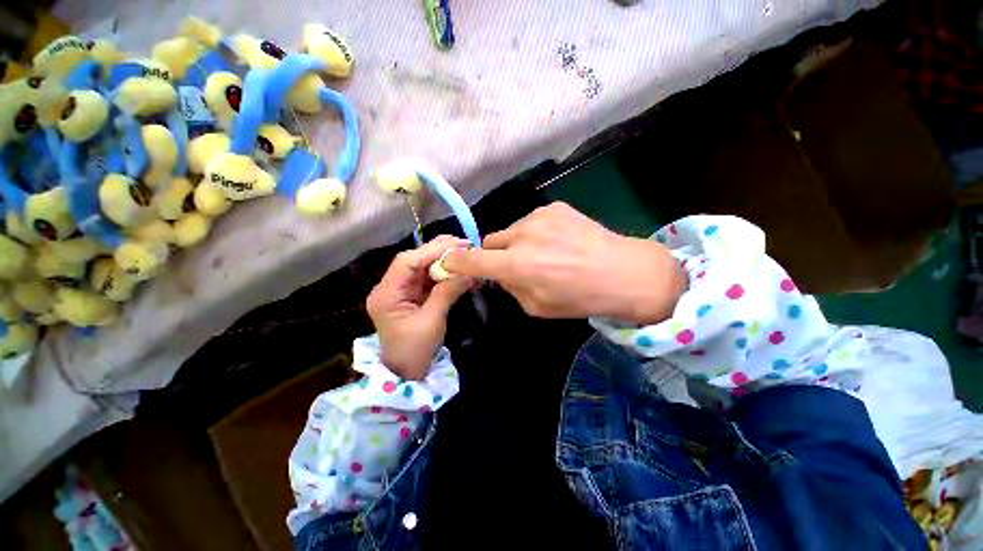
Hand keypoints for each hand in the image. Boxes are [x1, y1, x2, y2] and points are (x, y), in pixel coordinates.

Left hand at [367, 236, 471, 379]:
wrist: (407, 372)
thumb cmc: (415, 350)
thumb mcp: (432, 321)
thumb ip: (447, 293)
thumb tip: (467, 272)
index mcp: (386, 294)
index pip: (407, 262)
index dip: (431, 250)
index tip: (457, 245)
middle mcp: (390, 287)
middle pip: (413, 260)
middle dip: (438, 250)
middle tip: (464, 244)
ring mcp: (401, 291)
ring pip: (421, 267)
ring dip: (442, 258)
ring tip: (464, 251)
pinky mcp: (411, 295)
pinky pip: (427, 278)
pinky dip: (443, 272)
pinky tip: (458, 267)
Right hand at [444, 202, 684, 323]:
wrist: (623, 272)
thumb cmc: (579, 298)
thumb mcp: (536, 307)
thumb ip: (511, 287)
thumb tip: (500, 274)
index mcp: (517, 265)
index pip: (471, 260)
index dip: (456, 262)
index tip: (450, 263)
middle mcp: (522, 236)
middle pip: (490, 241)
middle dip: (495, 255)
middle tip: (514, 265)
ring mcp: (539, 217)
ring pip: (511, 230)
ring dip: (516, 243)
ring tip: (542, 253)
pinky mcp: (555, 207)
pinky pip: (532, 222)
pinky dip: (535, 233)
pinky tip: (557, 242)